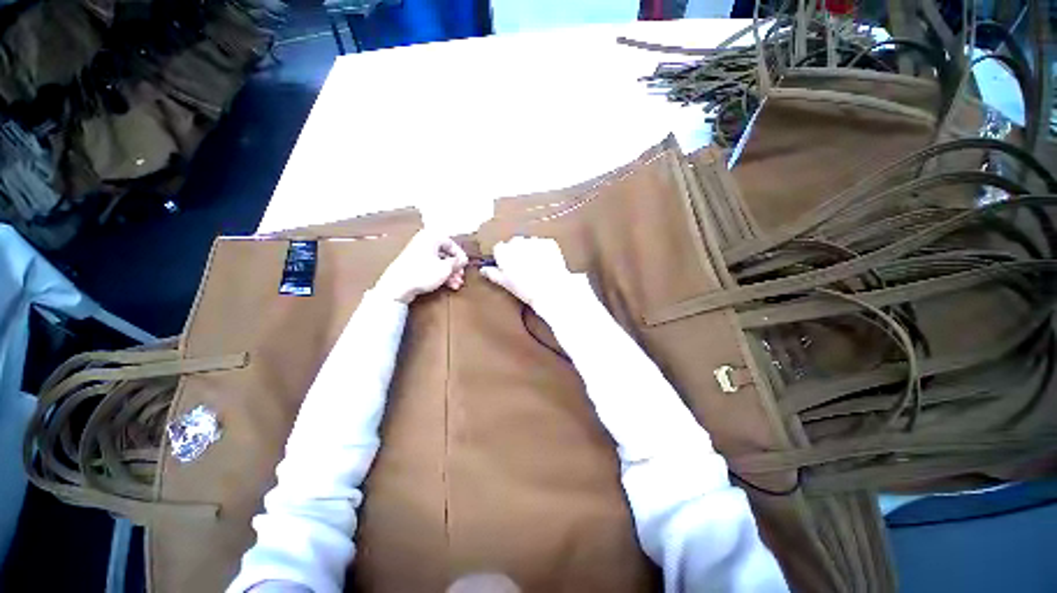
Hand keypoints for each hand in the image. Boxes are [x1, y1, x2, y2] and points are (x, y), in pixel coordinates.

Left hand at [374, 231, 468, 303]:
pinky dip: (440, 274)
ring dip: (449, 273)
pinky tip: (448, 285)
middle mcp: (424, 242)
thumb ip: (456, 263)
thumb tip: (462, 260)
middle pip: (446, 253)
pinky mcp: (414, 264)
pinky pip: (432, 266)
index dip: (460, 256)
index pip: (452, 243)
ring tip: (455, 284)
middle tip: (460, 276)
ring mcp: (418, 253)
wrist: (397, 286)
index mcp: (431, 237)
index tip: (465, 265)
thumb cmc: (421, 273)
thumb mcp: (445, 268)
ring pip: (440, 261)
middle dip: (455, 267)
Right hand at [480, 237, 574, 307]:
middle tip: (523, 268)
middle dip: (517, 252)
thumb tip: (484, 270)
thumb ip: (492, 273)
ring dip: (531, 251)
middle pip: (514, 243)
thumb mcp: (505, 283)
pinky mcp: (548, 242)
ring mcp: (533, 241)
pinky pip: (543, 244)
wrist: (550, 290)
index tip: (509, 267)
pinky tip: (546, 264)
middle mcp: (517, 242)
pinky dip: (544, 251)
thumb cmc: (526, 289)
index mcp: (503, 251)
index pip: (499, 249)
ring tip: (537, 267)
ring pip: (529, 243)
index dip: (504, 258)